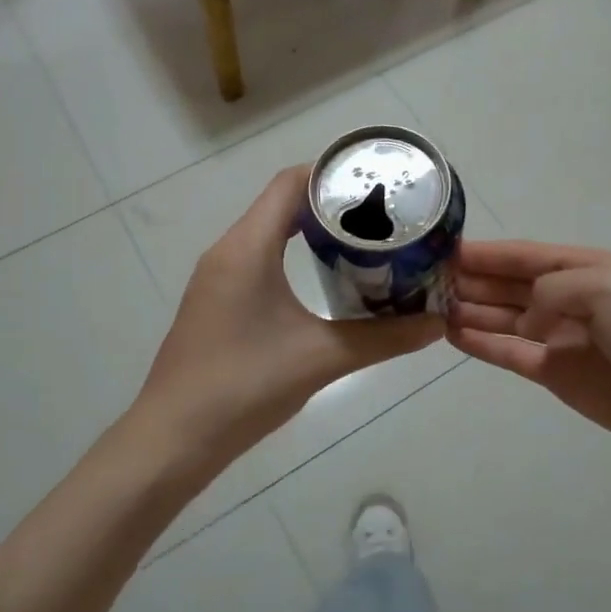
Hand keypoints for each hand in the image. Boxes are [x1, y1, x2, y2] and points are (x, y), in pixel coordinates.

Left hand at [131, 166, 443, 468]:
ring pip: (267, 230)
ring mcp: (217, 277)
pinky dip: (289, 253)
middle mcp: (227, 251)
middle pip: (279, 202)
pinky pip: (256, 257)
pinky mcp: (215, 300)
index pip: (289, 183)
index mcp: (247, 247)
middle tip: (379, 213)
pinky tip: (320, 277)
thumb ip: (383, 338)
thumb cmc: (244, 386)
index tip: (376, 182)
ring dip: (309, 228)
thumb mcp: (322, 358)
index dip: (331, 173)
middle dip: (329, 201)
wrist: (174, 438)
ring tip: (359, 239)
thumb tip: (436, 326)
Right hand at [448, 240, 610, 465]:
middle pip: (509, 284)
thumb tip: (524, 317)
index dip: (486, 253)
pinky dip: (483, 343)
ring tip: (430, 307)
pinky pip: (510, 353)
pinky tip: (452, 334)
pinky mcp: (555, 374)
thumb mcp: (605, 286)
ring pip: (504, 317)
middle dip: (472, 280)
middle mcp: (568, 298)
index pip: (524, 255)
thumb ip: (551, 289)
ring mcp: (560, 337)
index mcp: (584, 268)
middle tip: (425, 281)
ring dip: (470, 310)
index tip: (443, 250)